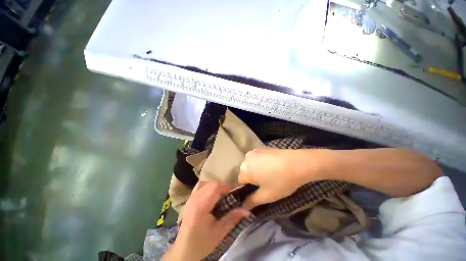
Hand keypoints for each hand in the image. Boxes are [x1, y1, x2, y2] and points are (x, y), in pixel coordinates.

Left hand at [163, 181, 248, 260]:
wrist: (183, 250)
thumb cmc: (202, 243)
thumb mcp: (219, 232)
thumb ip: (233, 218)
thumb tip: (247, 210)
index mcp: (201, 206)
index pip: (215, 186)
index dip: (227, 187)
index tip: (235, 192)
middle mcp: (195, 198)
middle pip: (212, 183)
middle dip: (223, 187)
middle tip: (229, 196)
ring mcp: (191, 197)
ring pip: (206, 182)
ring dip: (216, 186)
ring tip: (221, 195)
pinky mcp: (190, 198)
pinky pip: (200, 185)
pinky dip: (208, 186)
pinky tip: (211, 194)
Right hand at [238, 148, 323, 209]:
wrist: (298, 163)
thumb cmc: (281, 181)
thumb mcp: (266, 196)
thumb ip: (252, 202)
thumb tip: (243, 207)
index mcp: (244, 169)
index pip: (240, 182)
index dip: (248, 189)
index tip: (258, 192)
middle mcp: (246, 158)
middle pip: (245, 172)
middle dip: (252, 179)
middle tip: (266, 183)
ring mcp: (254, 151)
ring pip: (251, 164)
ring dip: (257, 170)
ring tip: (270, 174)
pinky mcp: (262, 148)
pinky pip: (257, 158)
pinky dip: (261, 163)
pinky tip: (273, 166)